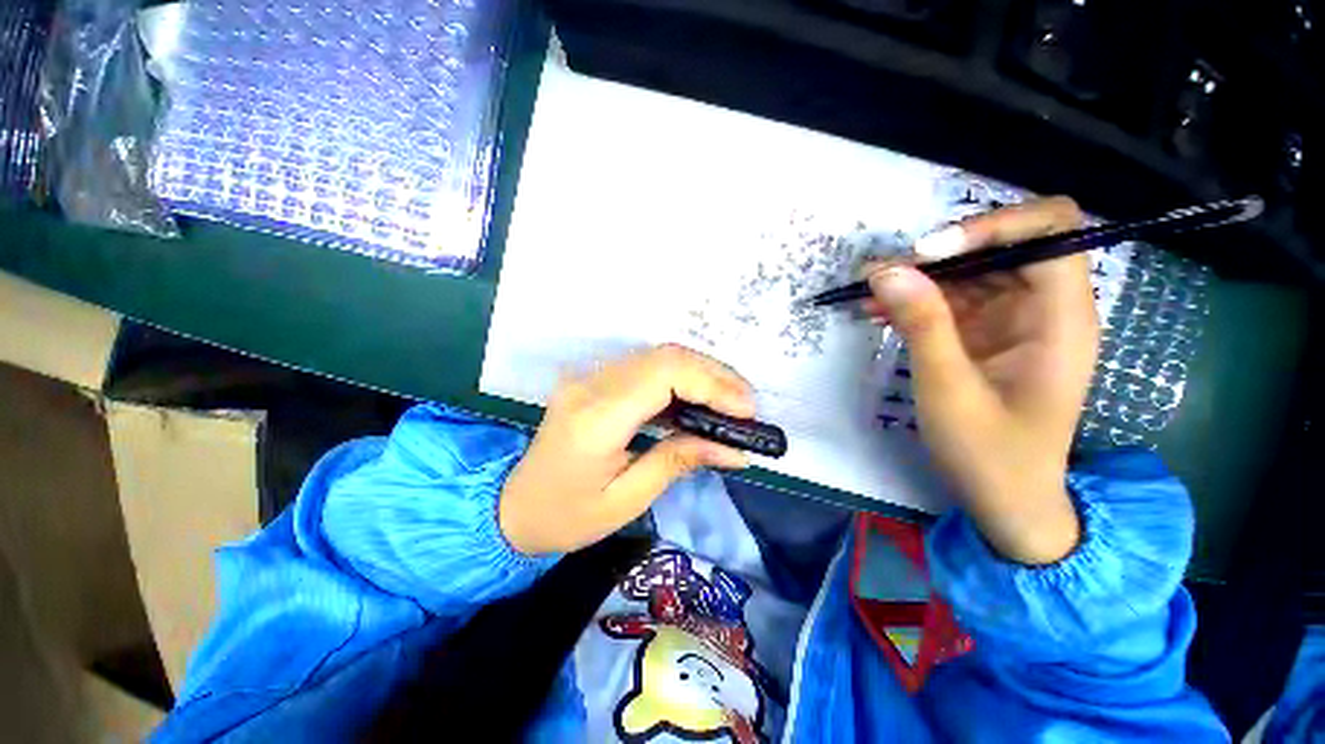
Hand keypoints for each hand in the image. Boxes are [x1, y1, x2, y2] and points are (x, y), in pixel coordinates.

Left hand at [499, 344, 755, 555]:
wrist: (510, 505)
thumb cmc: (566, 516)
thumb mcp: (626, 500)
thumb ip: (678, 461)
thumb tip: (733, 448)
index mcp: (597, 418)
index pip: (664, 375)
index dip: (712, 384)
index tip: (747, 410)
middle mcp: (592, 385)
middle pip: (666, 356)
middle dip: (715, 375)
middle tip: (747, 405)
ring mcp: (590, 377)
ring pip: (659, 356)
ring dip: (701, 373)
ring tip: (732, 401)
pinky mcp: (595, 380)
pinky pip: (647, 367)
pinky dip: (681, 378)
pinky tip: (700, 399)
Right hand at [864, 197, 1097, 563]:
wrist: (1005, 499)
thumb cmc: (989, 453)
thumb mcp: (949, 389)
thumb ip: (922, 325)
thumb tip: (887, 270)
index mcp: (1061, 319)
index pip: (1049, 232)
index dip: (990, 227)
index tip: (926, 253)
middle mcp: (1046, 309)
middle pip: (1003, 247)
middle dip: (940, 254)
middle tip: (881, 274)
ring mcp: (1014, 321)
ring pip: (970, 272)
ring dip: (919, 278)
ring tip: (867, 292)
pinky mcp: (987, 335)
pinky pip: (952, 301)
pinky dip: (915, 302)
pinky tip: (879, 312)